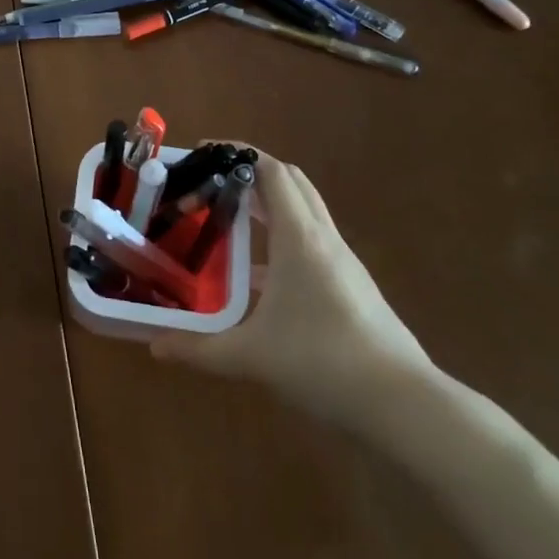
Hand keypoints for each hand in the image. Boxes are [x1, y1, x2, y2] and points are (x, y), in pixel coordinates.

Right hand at [151, 154, 431, 428]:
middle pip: (292, 182)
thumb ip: (199, 349)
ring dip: (270, 205)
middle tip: (212, 182)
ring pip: (305, 212)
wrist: (404, 406)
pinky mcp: (353, 286)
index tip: (204, 153)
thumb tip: (153, 347)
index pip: (272, 171)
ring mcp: (343, 262)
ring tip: (228, 220)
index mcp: (300, 238)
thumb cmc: (323, 362)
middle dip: (252, 172)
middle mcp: (323, 239)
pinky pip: (312, 243)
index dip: (239, 153)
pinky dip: (284, 239)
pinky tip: (258, 277)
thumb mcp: (251, 356)